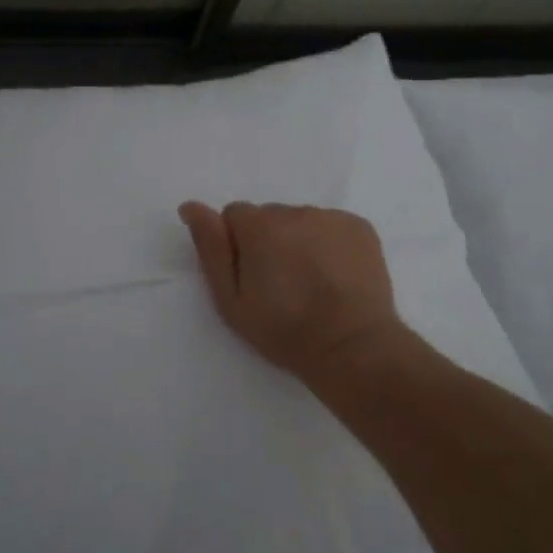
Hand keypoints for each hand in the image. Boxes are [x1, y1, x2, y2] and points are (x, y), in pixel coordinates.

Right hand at [178, 201, 409, 383]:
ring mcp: (332, 217)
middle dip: (269, 241)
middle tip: (280, 284)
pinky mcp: (361, 227)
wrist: (352, 347)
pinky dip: (329, 243)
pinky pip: (332, 226)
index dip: (237, 244)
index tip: (250, 277)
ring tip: (310, 283)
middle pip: (270, 216)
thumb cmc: (284, 330)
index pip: (234, 215)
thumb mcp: (231, 300)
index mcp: (259, 226)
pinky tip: (335, 276)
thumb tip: (191, 206)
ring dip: (299, 241)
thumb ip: (211, 248)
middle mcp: (296, 211)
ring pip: (302, 221)